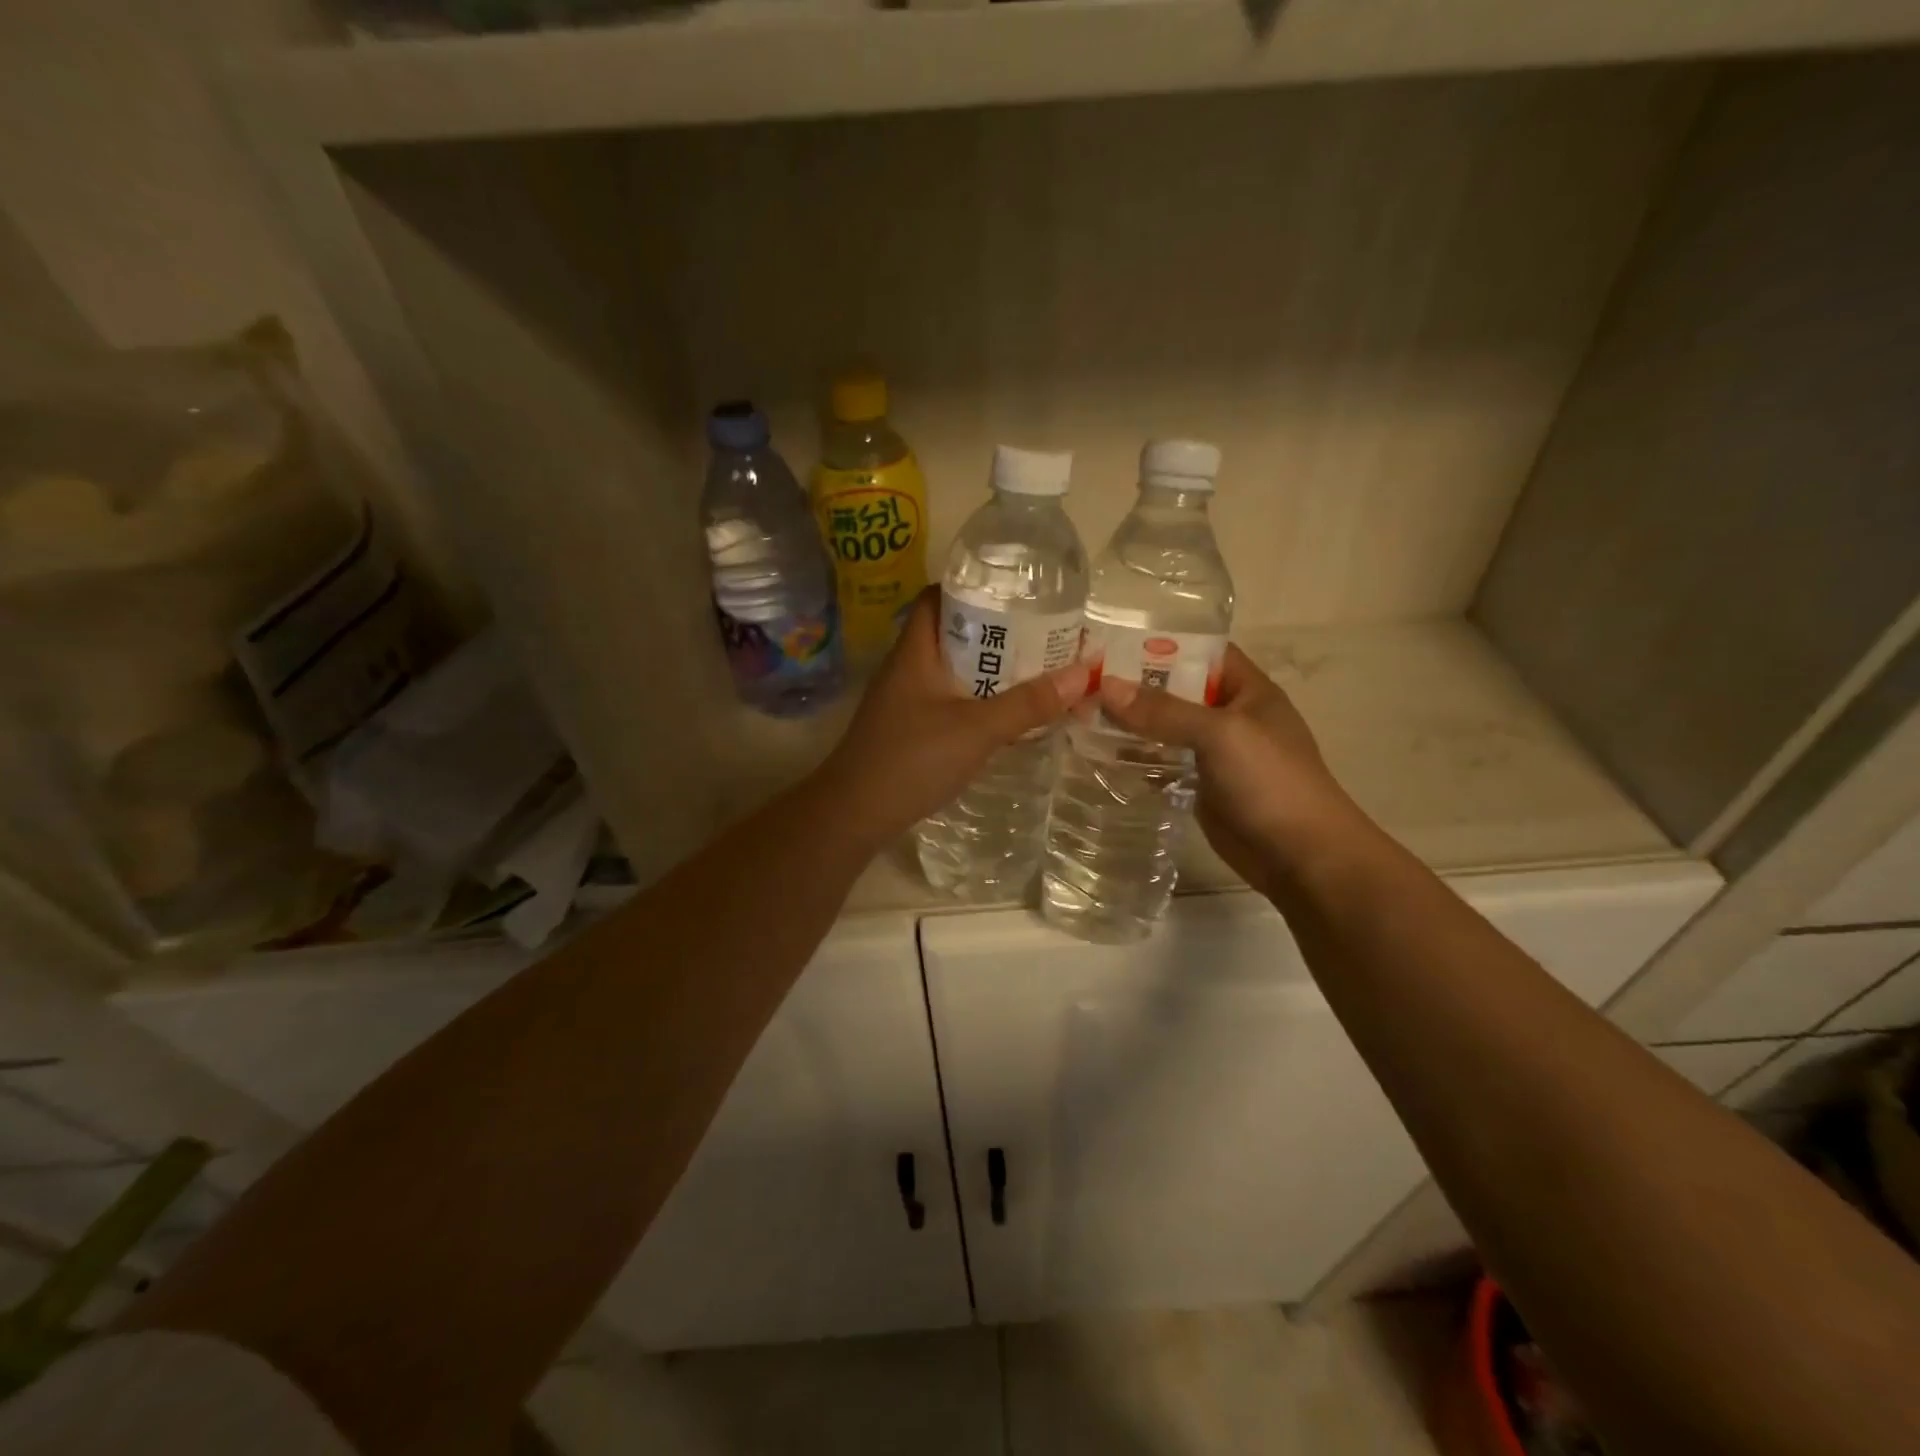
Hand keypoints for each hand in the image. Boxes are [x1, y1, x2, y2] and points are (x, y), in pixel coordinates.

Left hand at [816, 588, 1089, 850]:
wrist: (854, 815)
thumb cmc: (911, 760)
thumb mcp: (977, 729)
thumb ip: (1028, 703)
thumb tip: (1082, 672)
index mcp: (916, 651)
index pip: (937, 597)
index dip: (973, 587)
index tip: (1015, 592)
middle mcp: (908, 668)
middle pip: (953, 634)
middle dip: (996, 632)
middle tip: (1041, 634)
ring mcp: (906, 701)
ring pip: (954, 671)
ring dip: (990, 670)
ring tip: (1035, 670)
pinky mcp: (909, 730)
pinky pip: (950, 701)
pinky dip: (978, 700)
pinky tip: (1006, 713)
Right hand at [1098, 645, 1366, 890]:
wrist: (1301, 857)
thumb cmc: (1270, 782)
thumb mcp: (1220, 734)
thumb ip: (1164, 711)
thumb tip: (1106, 687)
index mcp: (1248, 690)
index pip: (1202, 653)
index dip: (1162, 645)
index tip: (1112, 644)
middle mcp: (1230, 716)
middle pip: (1177, 691)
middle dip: (1136, 686)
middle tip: (1082, 682)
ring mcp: (1215, 754)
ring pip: (1166, 729)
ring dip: (1131, 724)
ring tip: (1080, 715)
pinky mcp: (1201, 786)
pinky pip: (1164, 763)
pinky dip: (1137, 758)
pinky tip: (1100, 755)